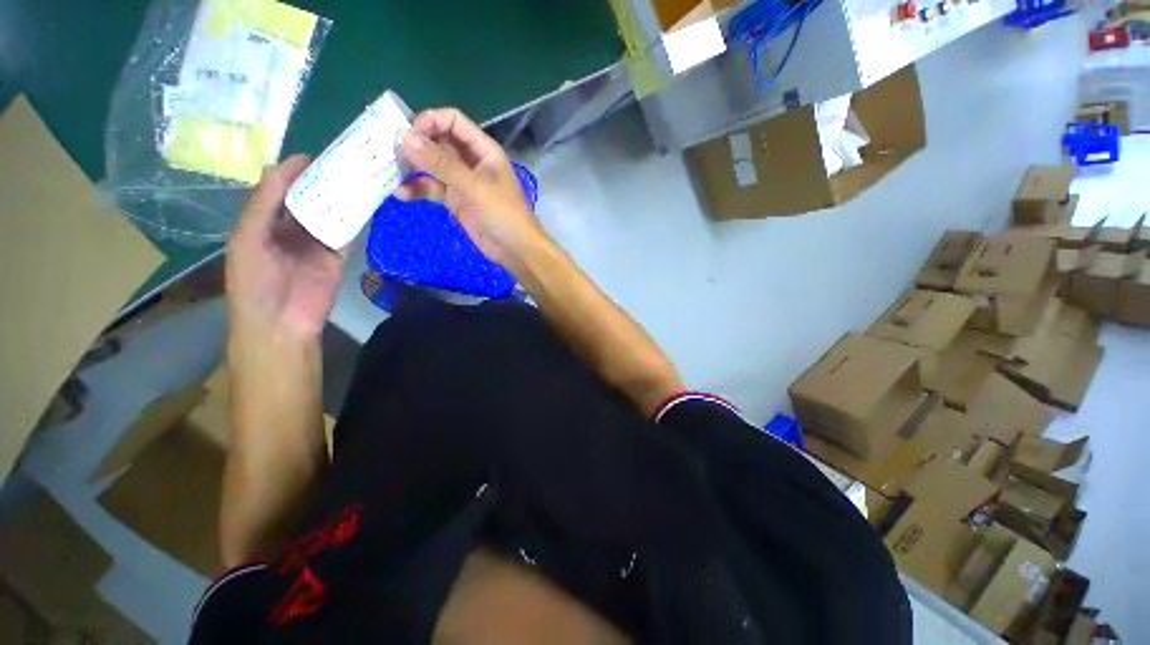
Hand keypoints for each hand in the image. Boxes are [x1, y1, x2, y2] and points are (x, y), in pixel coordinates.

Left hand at [226, 155, 346, 339]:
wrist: (281, 322)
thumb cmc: (254, 281)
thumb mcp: (247, 238)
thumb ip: (263, 204)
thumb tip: (278, 167)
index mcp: (263, 223)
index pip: (279, 191)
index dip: (292, 173)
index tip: (313, 156)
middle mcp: (290, 230)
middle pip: (308, 200)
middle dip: (322, 183)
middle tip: (343, 165)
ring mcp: (315, 244)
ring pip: (330, 215)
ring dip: (341, 200)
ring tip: (358, 180)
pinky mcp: (337, 257)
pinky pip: (346, 235)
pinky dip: (355, 222)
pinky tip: (366, 207)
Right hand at [395, 108, 549, 270]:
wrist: (516, 250)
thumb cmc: (503, 213)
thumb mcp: (473, 186)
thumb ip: (440, 163)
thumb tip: (403, 136)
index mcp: (483, 149)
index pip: (452, 121)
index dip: (429, 121)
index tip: (406, 133)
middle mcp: (471, 161)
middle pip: (438, 141)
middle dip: (415, 144)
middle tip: (388, 152)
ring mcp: (462, 181)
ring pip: (432, 166)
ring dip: (412, 167)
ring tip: (389, 172)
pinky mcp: (456, 200)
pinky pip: (433, 188)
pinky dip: (418, 189)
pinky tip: (401, 194)